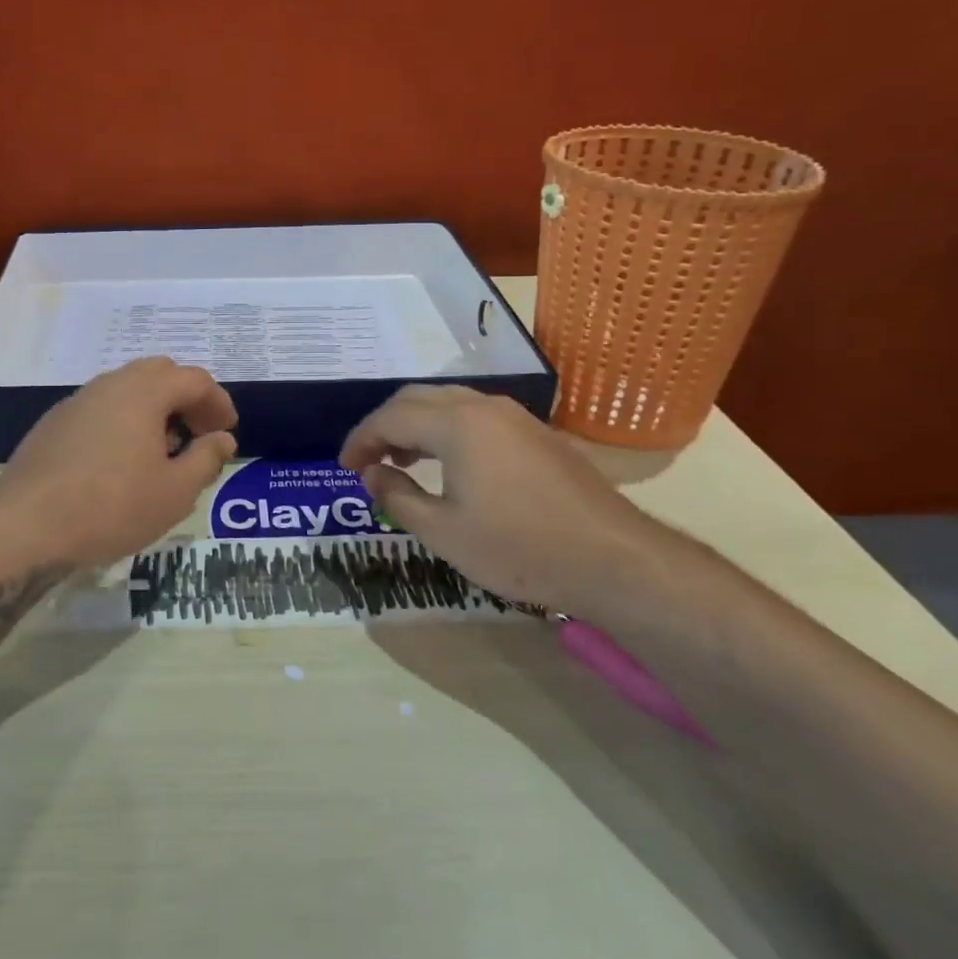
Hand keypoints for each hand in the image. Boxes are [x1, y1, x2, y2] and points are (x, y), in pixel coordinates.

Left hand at [0, 357, 239, 568]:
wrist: (25, 526)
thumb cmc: (112, 507)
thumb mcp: (175, 492)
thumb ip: (206, 459)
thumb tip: (222, 439)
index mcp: (144, 392)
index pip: (194, 379)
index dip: (218, 401)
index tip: (227, 430)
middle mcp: (110, 384)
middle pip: (158, 373)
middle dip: (185, 398)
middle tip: (198, 433)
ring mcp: (77, 401)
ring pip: (126, 389)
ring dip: (153, 409)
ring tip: (162, 450)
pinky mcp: (54, 423)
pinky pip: (101, 408)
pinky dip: (123, 420)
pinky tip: (121, 460)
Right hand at [338, 385, 658, 616]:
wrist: (613, 559)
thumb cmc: (518, 548)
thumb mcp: (443, 531)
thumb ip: (397, 496)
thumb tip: (372, 473)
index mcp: (456, 424)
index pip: (390, 418)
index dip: (360, 439)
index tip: (344, 466)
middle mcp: (483, 406)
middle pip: (417, 399)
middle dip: (385, 425)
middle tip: (368, 460)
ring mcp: (515, 416)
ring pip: (448, 403)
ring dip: (416, 425)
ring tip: (403, 461)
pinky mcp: (536, 433)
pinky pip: (476, 415)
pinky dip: (447, 430)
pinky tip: (450, 464)